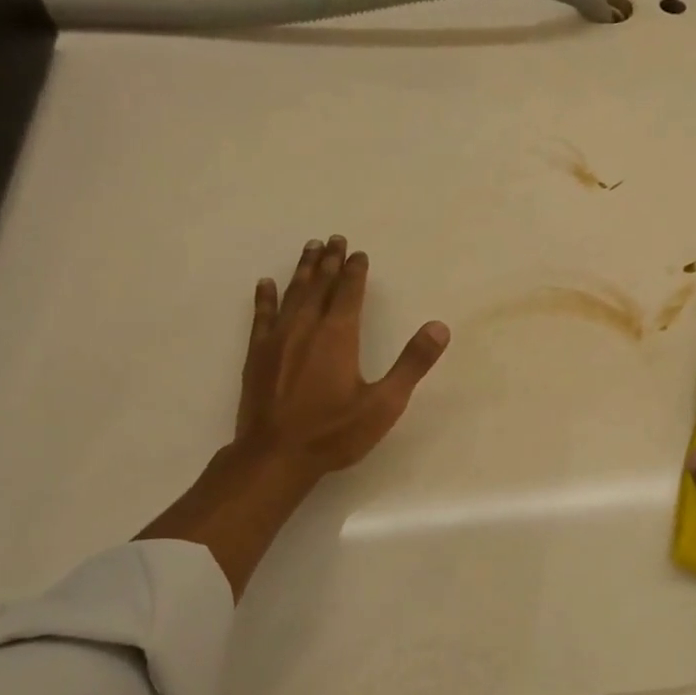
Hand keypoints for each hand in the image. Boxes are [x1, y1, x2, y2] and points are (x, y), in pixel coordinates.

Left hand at [233, 234, 450, 474]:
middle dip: (328, 261)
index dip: (355, 270)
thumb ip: (412, 363)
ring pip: (292, 294)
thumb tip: (439, 327)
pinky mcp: (256, 355)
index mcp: (338, 335)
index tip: (358, 252)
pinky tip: (265, 284)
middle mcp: (306, 328)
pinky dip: (265, 297)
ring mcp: (277, 339)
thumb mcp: (384, 403)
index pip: (349, 292)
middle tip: (333, 238)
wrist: (274, 457)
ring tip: (309, 248)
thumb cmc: (333, 432)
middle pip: (319, 285)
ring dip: (302, 270)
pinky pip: (261, 316)